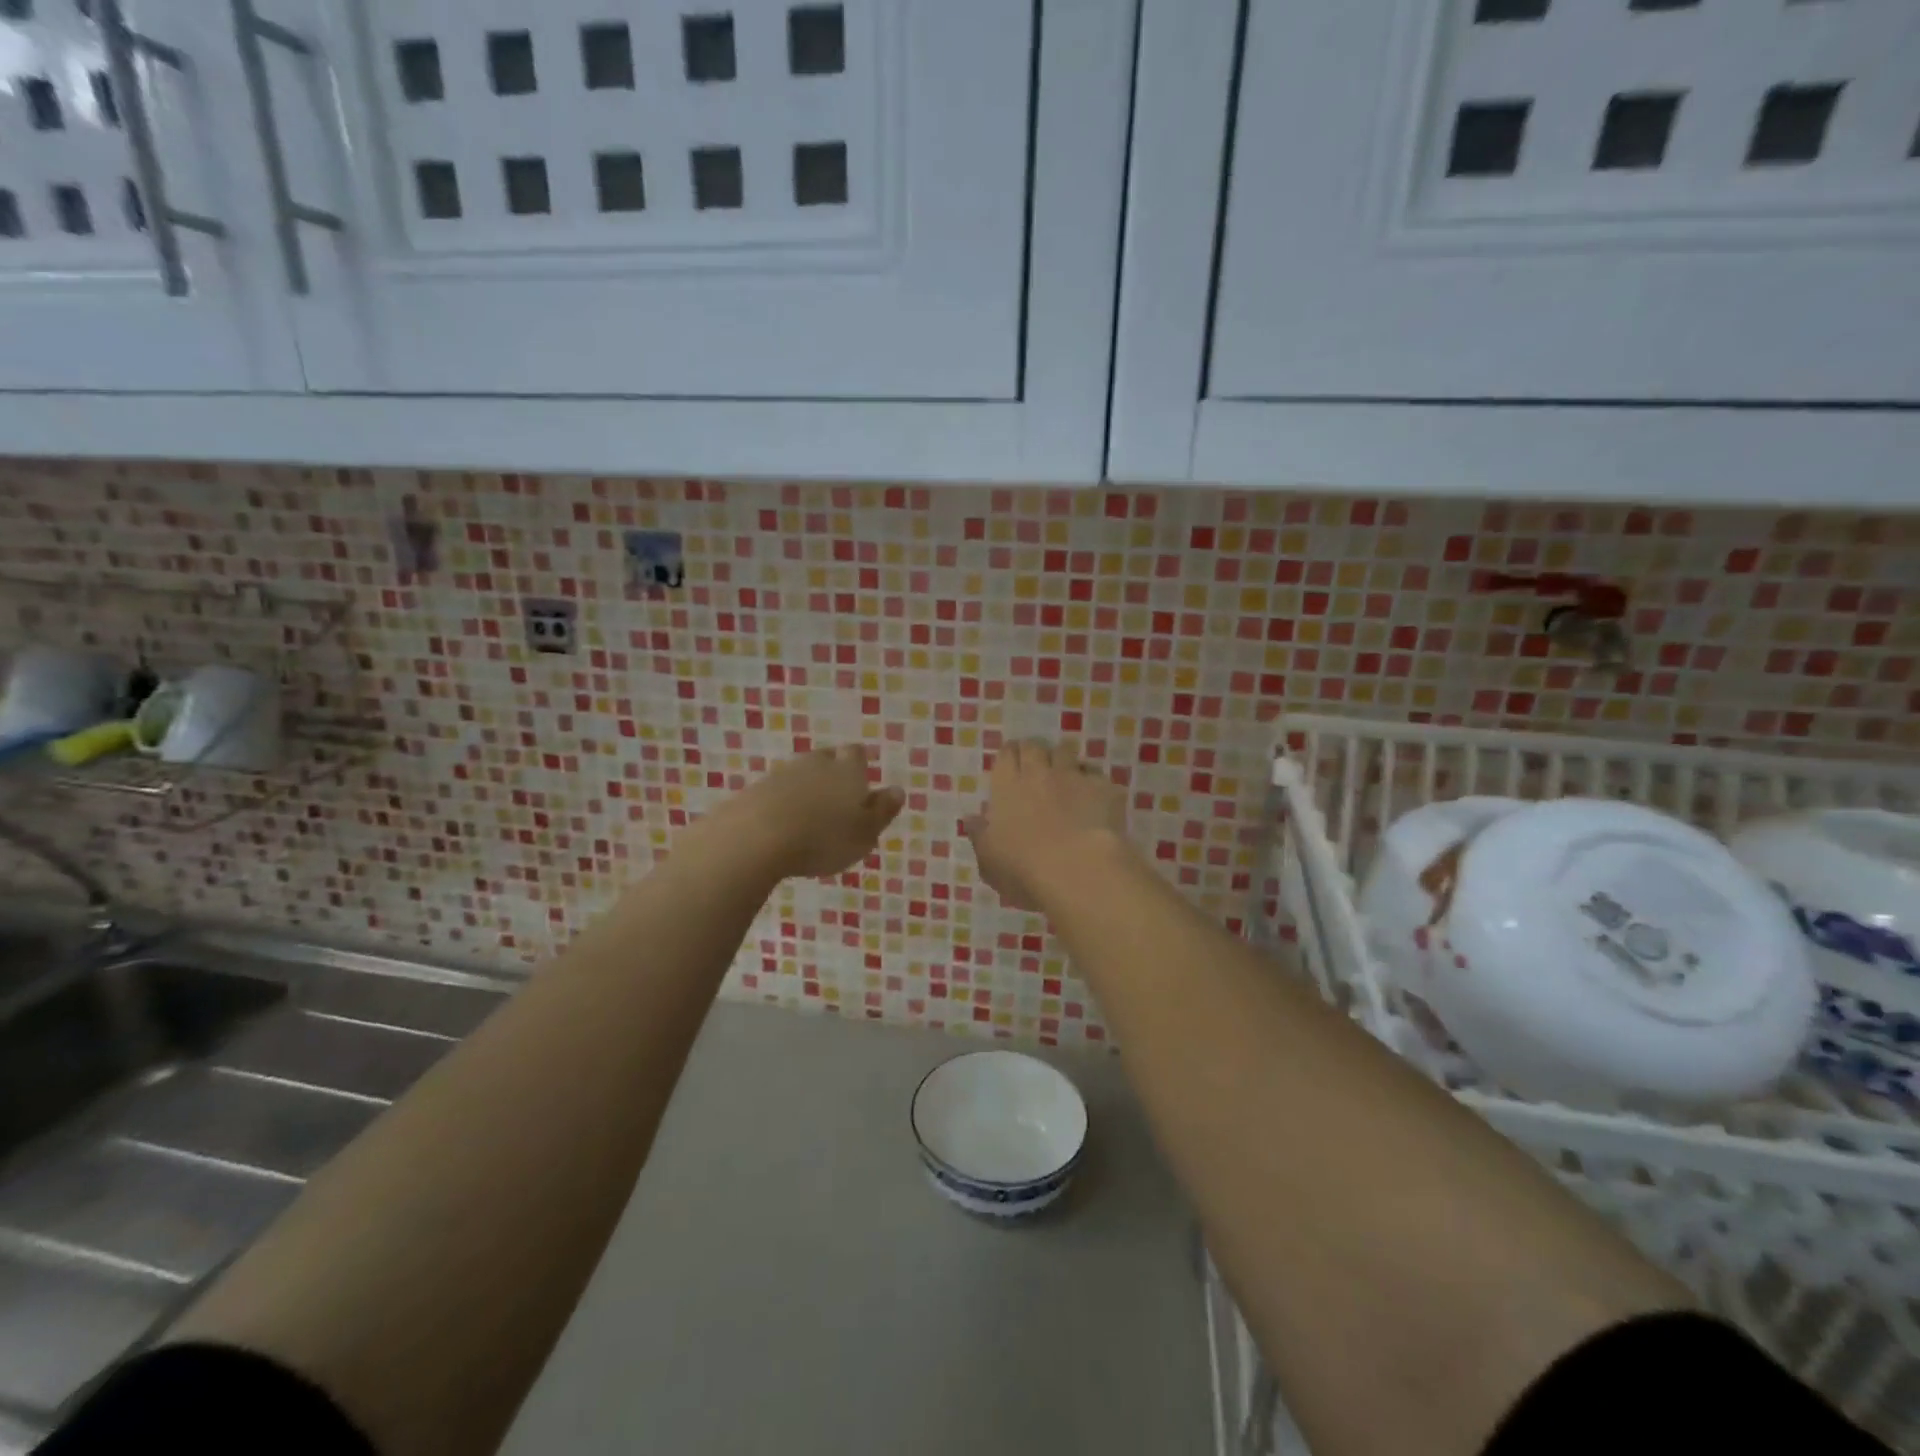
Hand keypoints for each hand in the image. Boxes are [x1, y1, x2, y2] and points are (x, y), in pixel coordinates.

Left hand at [713, 745, 904, 880]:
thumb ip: (883, 811)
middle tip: (836, 801)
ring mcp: (781, 774)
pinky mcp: (754, 790)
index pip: (856, 754)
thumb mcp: (865, 833)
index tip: (860, 784)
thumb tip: (897, 790)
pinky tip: (781, 826)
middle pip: (826, 759)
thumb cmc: (823, 838)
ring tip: (809, 817)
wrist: (755, 838)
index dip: (859, 766)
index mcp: (847, 770)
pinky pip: (775, 792)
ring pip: (799, 774)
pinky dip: (781, 803)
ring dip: (805, 789)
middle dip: (832, 774)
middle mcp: (815, 763)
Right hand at [964, 739, 1129, 911]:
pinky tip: (1094, 797)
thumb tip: (972, 818)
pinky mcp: (1103, 788)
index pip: (1007, 755)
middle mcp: (1039, 773)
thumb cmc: (1023, 869)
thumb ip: (980, 835)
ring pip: (1066, 752)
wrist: (1078, 869)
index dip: (1009, 755)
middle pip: (1035, 747)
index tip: (1011, 761)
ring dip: (1063, 759)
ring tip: (1064, 775)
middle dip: (1034, 752)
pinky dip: (1092, 782)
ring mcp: (1073, 777)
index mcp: (1007, 787)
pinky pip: (1095, 775)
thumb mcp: (989, 860)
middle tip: (1035, 765)